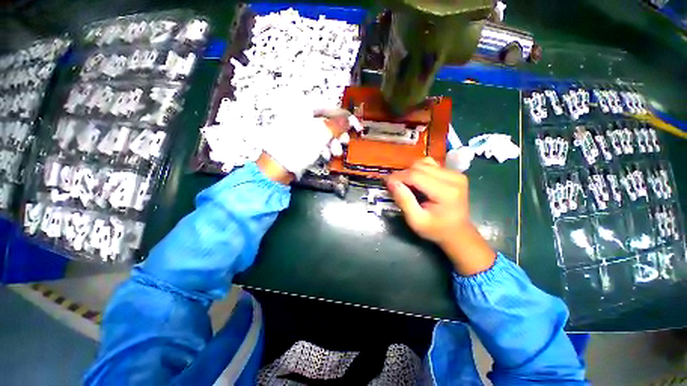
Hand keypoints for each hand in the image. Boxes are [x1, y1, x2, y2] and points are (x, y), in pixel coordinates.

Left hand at [260, 108, 360, 183]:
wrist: (278, 166)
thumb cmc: (300, 145)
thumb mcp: (321, 133)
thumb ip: (337, 125)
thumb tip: (349, 119)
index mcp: (305, 107)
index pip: (331, 107)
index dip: (346, 117)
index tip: (357, 127)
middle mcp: (302, 116)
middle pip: (328, 122)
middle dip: (338, 133)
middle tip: (345, 142)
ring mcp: (300, 130)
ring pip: (323, 134)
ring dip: (332, 143)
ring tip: (335, 153)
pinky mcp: (299, 143)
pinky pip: (316, 143)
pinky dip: (323, 149)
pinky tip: (325, 156)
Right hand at [386, 158, 495, 275]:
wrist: (458, 232)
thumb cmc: (435, 229)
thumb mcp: (415, 221)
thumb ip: (403, 200)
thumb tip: (391, 182)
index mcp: (445, 192)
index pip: (415, 175)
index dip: (397, 177)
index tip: (385, 183)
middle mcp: (453, 178)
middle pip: (419, 166)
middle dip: (403, 174)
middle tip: (396, 187)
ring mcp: (455, 173)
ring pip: (423, 163)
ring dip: (410, 172)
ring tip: (407, 185)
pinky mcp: (453, 173)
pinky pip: (430, 165)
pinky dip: (419, 171)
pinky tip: (418, 182)